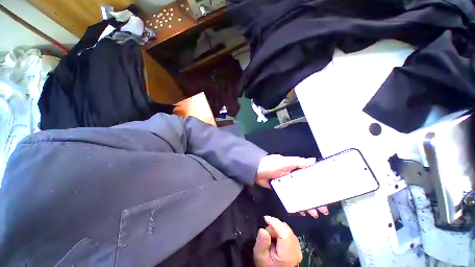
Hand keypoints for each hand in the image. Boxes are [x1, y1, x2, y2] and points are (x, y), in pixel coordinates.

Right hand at [253, 216, 301, 266]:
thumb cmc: (266, 264)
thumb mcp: (260, 256)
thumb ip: (262, 243)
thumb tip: (263, 230)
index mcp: (289, 254)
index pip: (285, 233)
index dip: (275, 223)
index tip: (265, 218)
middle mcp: (297, 249)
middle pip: (286, 229)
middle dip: (274, 226)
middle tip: (266, 232)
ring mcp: (298, 247)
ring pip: (287, 229)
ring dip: (277, 228)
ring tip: (270, 236)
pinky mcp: (297, 245)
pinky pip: (288, 231)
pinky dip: (280, 230)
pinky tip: (275, 237)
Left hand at [256, 155, 328, 217]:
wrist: (255, 170)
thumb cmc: (271, 164)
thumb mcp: (285, 162)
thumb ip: (298, 162)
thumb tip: (314, 160)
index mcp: (294, 170)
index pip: (309, 178)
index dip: (318, 185)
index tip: (326, 194)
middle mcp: (291, 177)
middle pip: (305, 188)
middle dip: (314, 198)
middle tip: (323, 209)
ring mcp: (285, 185)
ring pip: (299, 195)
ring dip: (306, 203)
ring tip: (314, 213)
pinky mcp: (279, 190)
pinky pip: (289, 198)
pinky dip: (295, 204)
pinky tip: (301, 212)